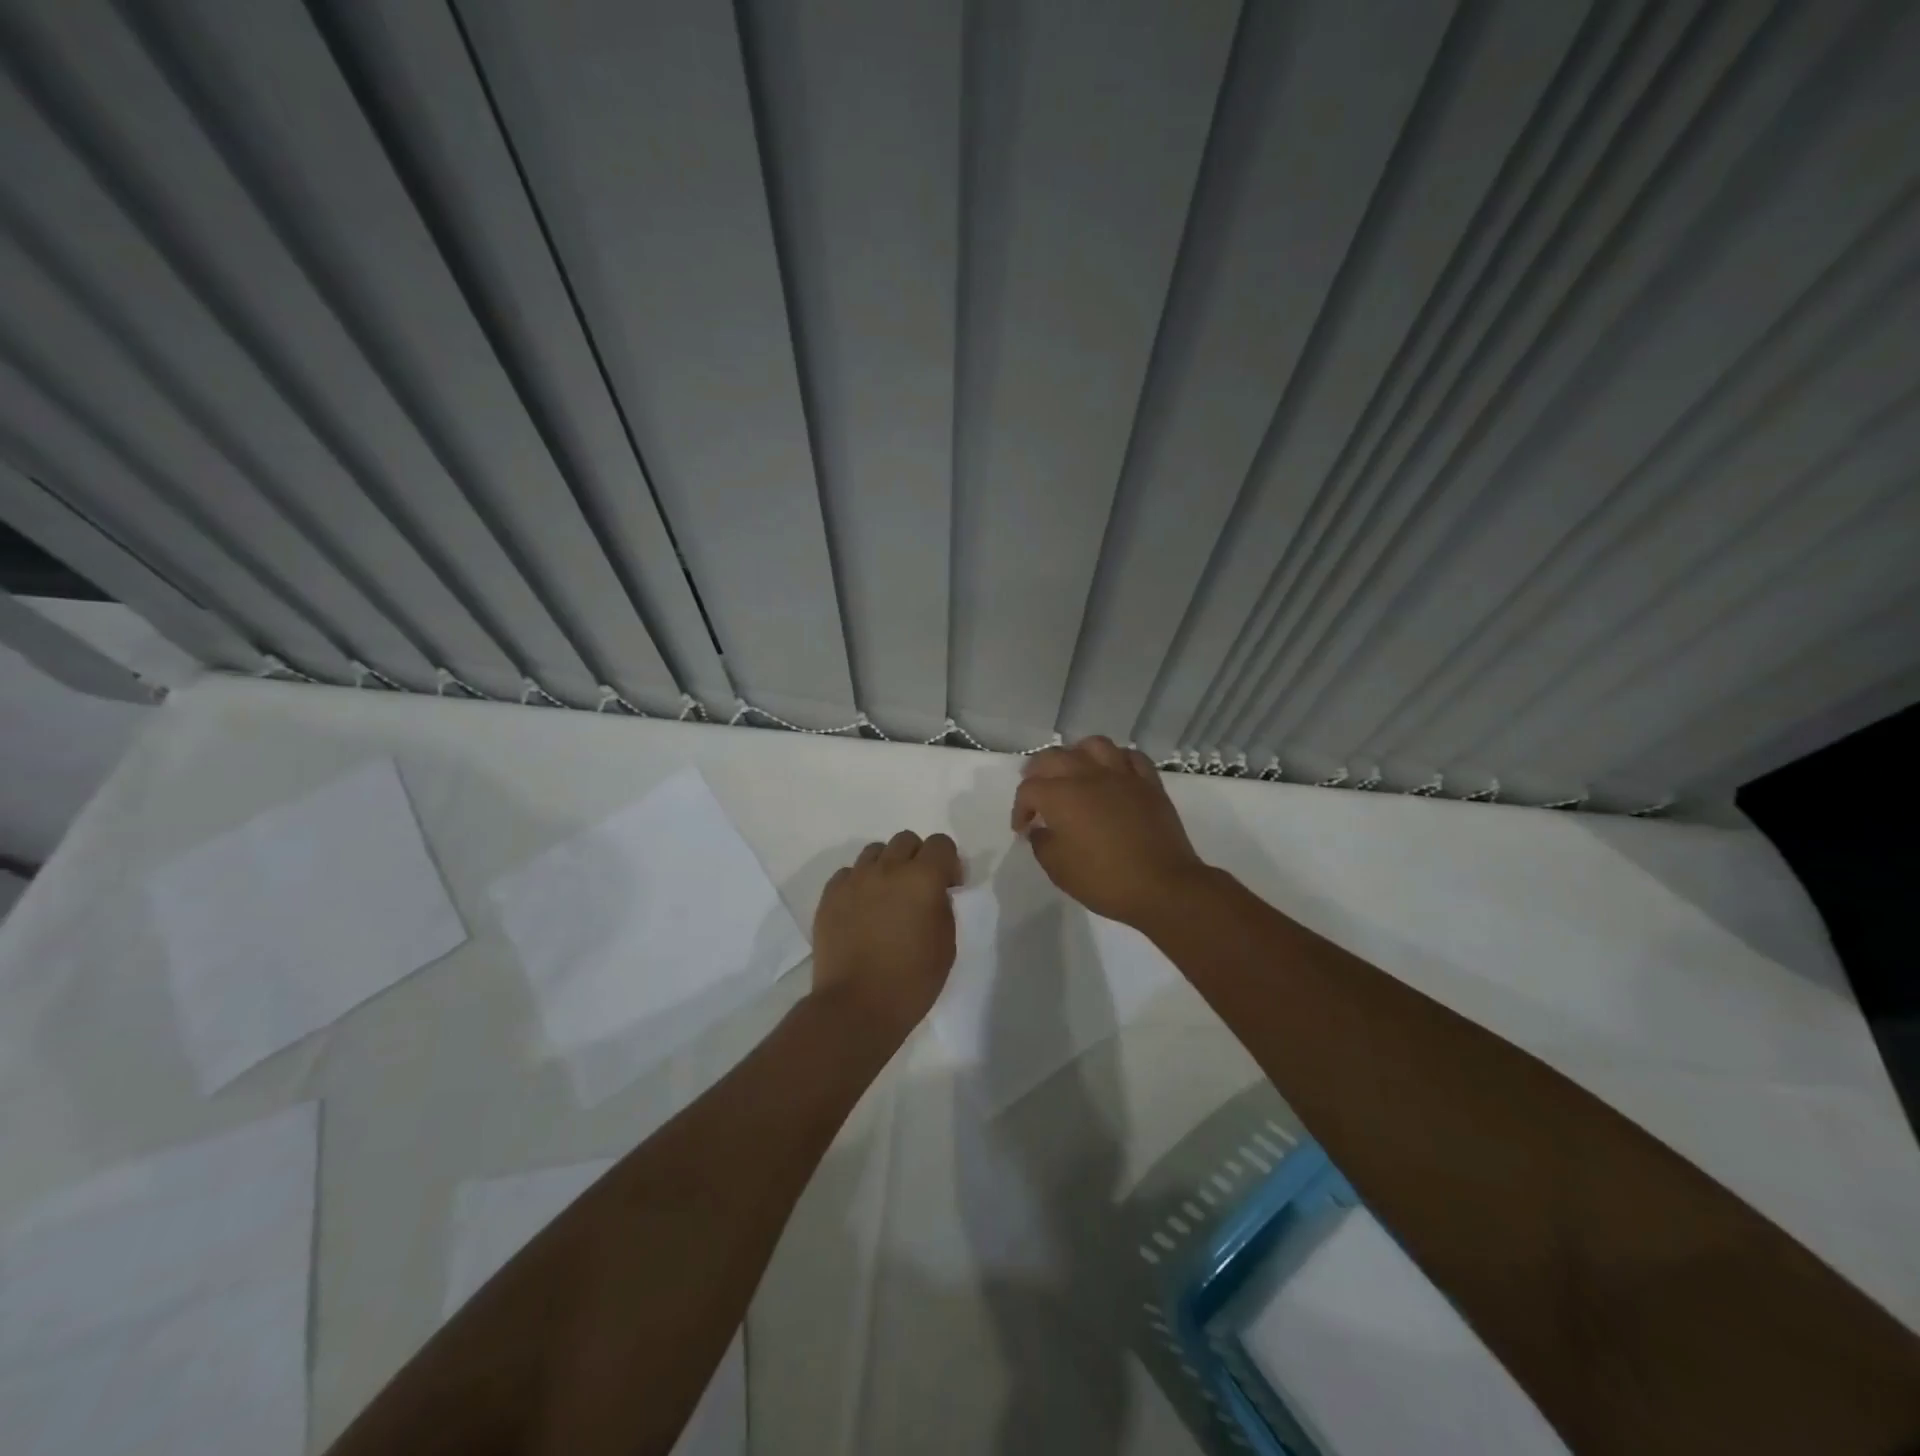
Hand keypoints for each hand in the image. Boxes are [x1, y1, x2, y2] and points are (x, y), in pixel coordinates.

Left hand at [811, 830, 962, 1036]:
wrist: (856, 1006)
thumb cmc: (912, 981)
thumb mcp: (946, 945)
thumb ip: (943, 907)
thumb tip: (933, 894)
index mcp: (923, 878)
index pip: (941, 843)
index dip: (948, 862)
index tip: (948, 887)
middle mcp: (888, 868)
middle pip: (906, 840)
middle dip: (917, 858)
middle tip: (918, 890)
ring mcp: (854, 880)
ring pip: (875, 852)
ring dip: (887, 866)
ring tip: (887, 897)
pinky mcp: (830, 895)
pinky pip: (848, 873)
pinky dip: (859, 883)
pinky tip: (861, 910)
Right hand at [1011, 736, 1206, 927]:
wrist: (1162, 886)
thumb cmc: (1104, 880)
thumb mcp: (1058, 869)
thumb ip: (1041, 843)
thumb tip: (1040, 828)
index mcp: (1061, 796)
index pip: (1029, 789)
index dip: (1020, 808)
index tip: (1023, 829)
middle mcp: (1088, 775)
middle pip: (1054, 757)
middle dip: (1037, 771)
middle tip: (1036, 789)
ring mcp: (1122, 775)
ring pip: (1094, 745)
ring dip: (1077, 754)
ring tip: (1074, 770)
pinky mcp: (1149, 782)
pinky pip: (1131, 757)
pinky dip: (1117, 760)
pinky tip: (1113, 773)